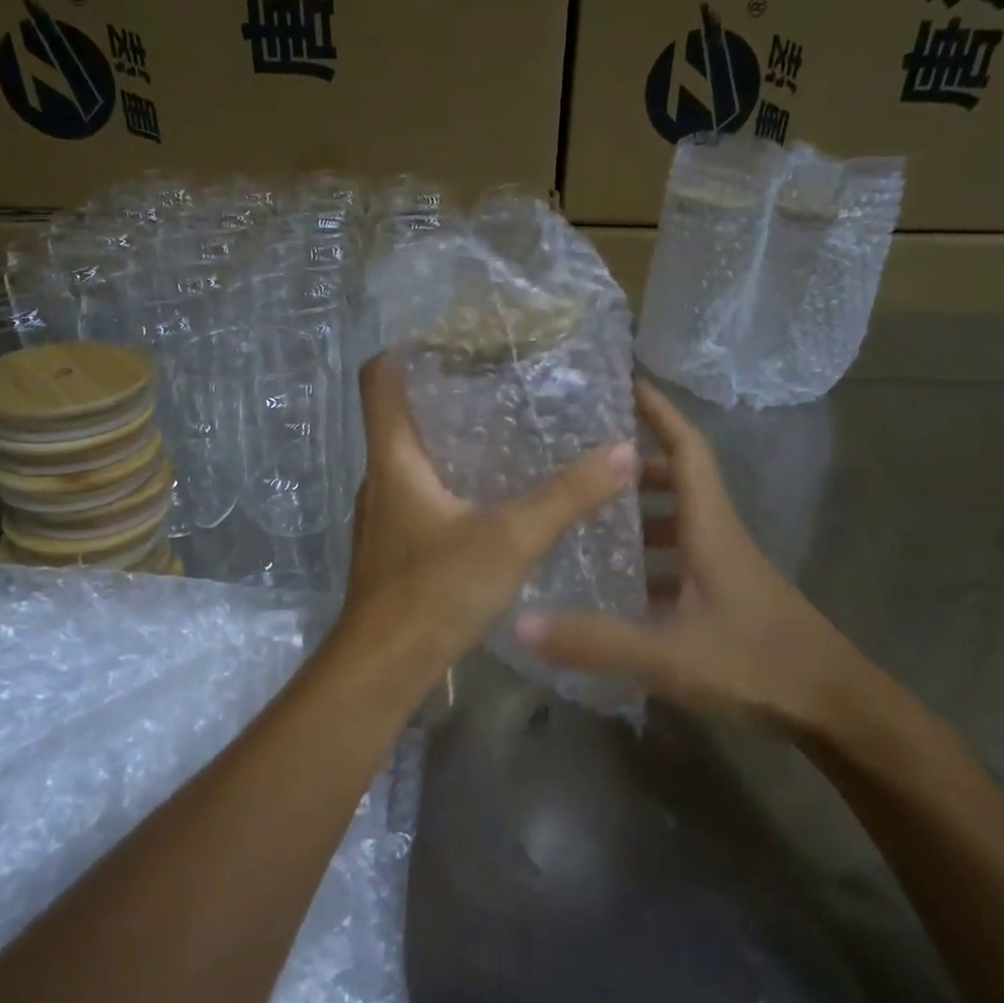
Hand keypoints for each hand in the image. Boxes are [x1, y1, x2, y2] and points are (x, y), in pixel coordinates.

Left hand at [340, 352, 637, 668]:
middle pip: (400, 415)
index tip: (449, 332)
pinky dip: (452, 482)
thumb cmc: (434, 591)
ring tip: (505, 429)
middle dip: (444, 392)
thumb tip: (623, 450)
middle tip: (499, 377)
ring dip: (451, 440)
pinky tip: (493, 497)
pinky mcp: (394, 548)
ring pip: (412, 458)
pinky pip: (421, 495)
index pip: (379, 378)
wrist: (382, 669)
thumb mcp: (509, 538)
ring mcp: (383, 516)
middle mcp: (380, 478)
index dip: (405, 347)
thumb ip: (567, 496)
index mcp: (393, 458)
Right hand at [514, 379, 875, 734]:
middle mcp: (719, 538)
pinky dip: (649, 559)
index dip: (660, 413)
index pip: (688, 450)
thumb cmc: (757, 666)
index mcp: (710, 529)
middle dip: (635, 466)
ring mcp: (727, 569)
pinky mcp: (727, 599)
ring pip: (679, 523)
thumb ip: (595, 640)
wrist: (833, 709)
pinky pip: (680, 560)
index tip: (628, 382)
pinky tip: (618, 585)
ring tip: (587, 520)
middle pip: (679, 482)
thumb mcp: (668, 654)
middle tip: (584, 465)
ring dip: (640, 514)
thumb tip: (519, 622)